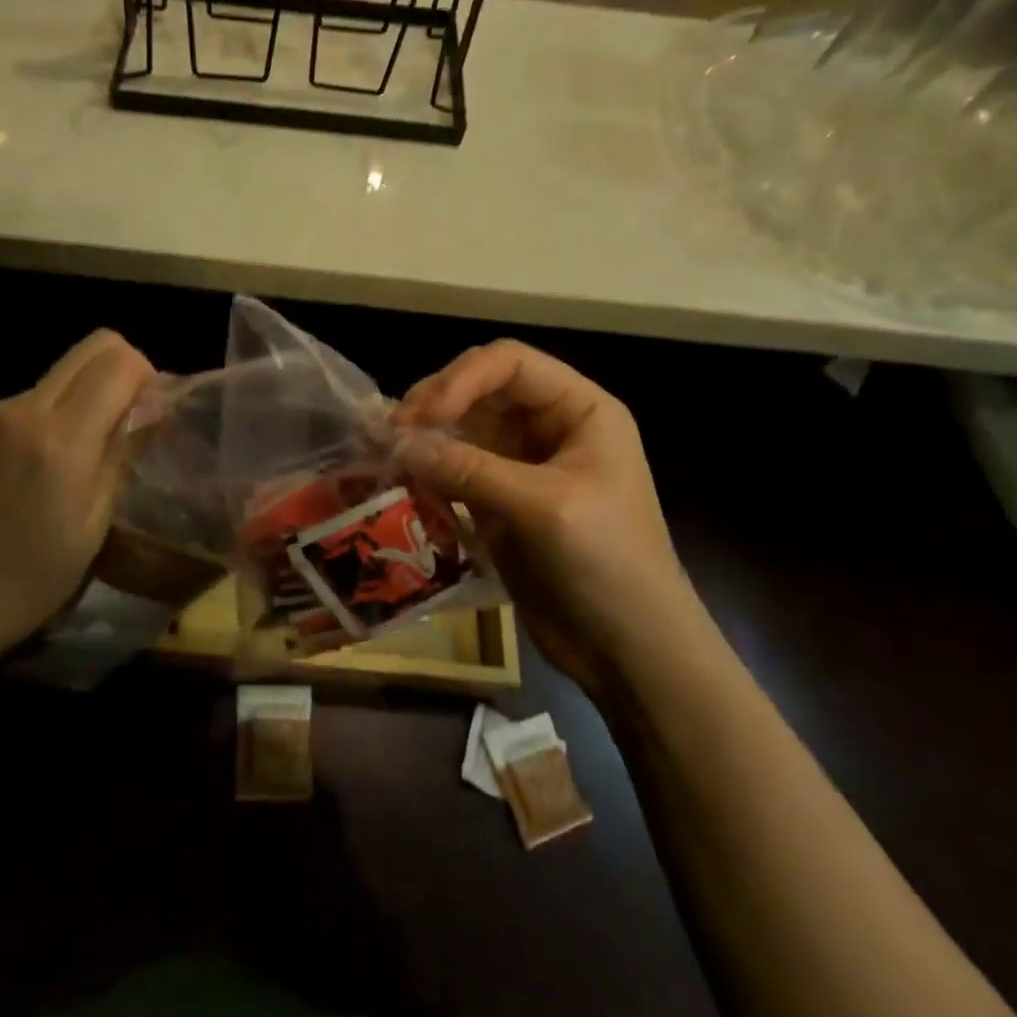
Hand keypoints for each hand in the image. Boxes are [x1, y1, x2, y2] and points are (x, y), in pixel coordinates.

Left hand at [0, 330, 154, 670]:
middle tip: (128, 417)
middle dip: (123, 369)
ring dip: (87, 392)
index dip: (146, 376)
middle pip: (92, 346)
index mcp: (60, 440)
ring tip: (85, 448)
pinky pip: (33, 394)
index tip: (150, 412)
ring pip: (63, 369)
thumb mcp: (95, 523)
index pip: (118, 362)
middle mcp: (23, 409)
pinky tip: (45, 460)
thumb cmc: (32, 577)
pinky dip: (54, 411)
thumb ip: (124, 452)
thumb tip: (152, 410)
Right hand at [394, 341, 699, 688]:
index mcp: (579, 409)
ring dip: (424, 436)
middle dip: (435, 403)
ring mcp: (522, 463)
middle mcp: (549, 426)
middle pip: (480, 389)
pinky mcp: (499, 499)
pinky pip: (454, 468)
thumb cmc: (609, 565)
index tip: (421, 416)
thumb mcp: (543, 509)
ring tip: (385, 452)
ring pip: (461, 427)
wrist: (631, 652)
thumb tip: (394, 442)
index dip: (462, 379)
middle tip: (391, 433)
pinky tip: (400, 478)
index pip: (510, 363)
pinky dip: (427, 469)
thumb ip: (468, 469)